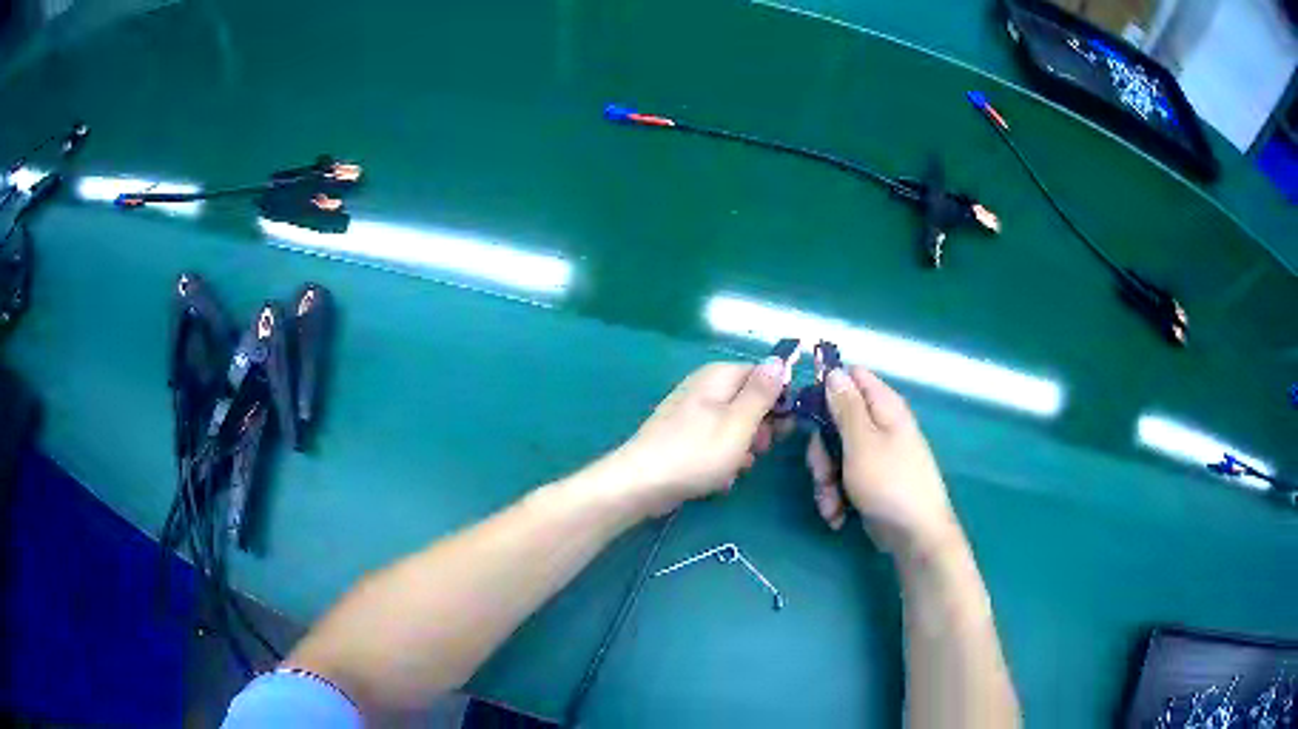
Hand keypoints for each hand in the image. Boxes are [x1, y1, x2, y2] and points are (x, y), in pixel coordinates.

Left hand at [604, 359, 788, 515]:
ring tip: (736, 467)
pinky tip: (719, 477)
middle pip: (748, 401)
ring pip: (734, 425)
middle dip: (759, 428)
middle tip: (758, 449)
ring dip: (742, 448)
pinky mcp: (683, 436)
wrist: (642, 483)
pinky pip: (714, 442)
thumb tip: (780, 358)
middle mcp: (704, 387)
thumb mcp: (739, 422)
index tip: (784, 427)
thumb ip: (762, 392)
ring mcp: (691, 412)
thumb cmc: (696, 452)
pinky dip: (721, 458)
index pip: (764, 375)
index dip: (779, 400)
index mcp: (719, 376)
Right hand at [806, 366, 959, 556]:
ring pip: (834, 454)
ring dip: (825, 480)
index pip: (851, 377)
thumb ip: (845, 406)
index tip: (806, 411)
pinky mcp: (869, 480)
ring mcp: (875, 455)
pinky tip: (838, 515)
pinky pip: (842, 478)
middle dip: (821, 450)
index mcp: (884, 406)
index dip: (826, 389)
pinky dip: (835, 496)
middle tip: (822, 472)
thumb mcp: (861, 441)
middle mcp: (880, 426)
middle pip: (835, 421)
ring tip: (831, 504)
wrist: (914, 534)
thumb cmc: (890, 482)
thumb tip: (834, 371)